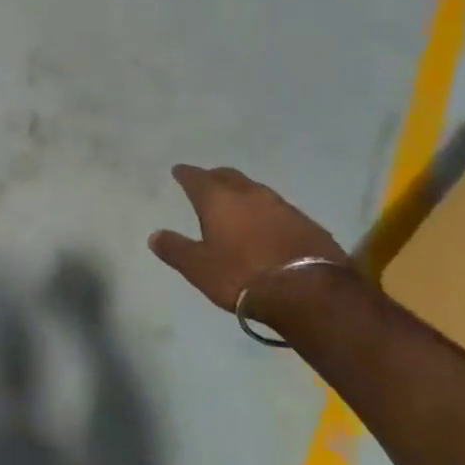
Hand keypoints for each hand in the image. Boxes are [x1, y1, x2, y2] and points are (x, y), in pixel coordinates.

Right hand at [149, 166, 349, 315]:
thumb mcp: (200, 268)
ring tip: (237, 204)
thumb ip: (176, 249)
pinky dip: (266, 213)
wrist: (310, 292)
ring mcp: (281, 206)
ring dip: (243, 194)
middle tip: (207, 183)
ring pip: (255, 190)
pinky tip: (267, 226)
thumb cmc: (243, 276)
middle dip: (215, 177)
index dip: (185, 174)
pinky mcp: (307, 223)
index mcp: (218, 199)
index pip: (196, 177)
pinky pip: (278, 209)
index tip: (179, 171)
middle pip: (228, 176)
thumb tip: (154, 236)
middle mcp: (249, 194)